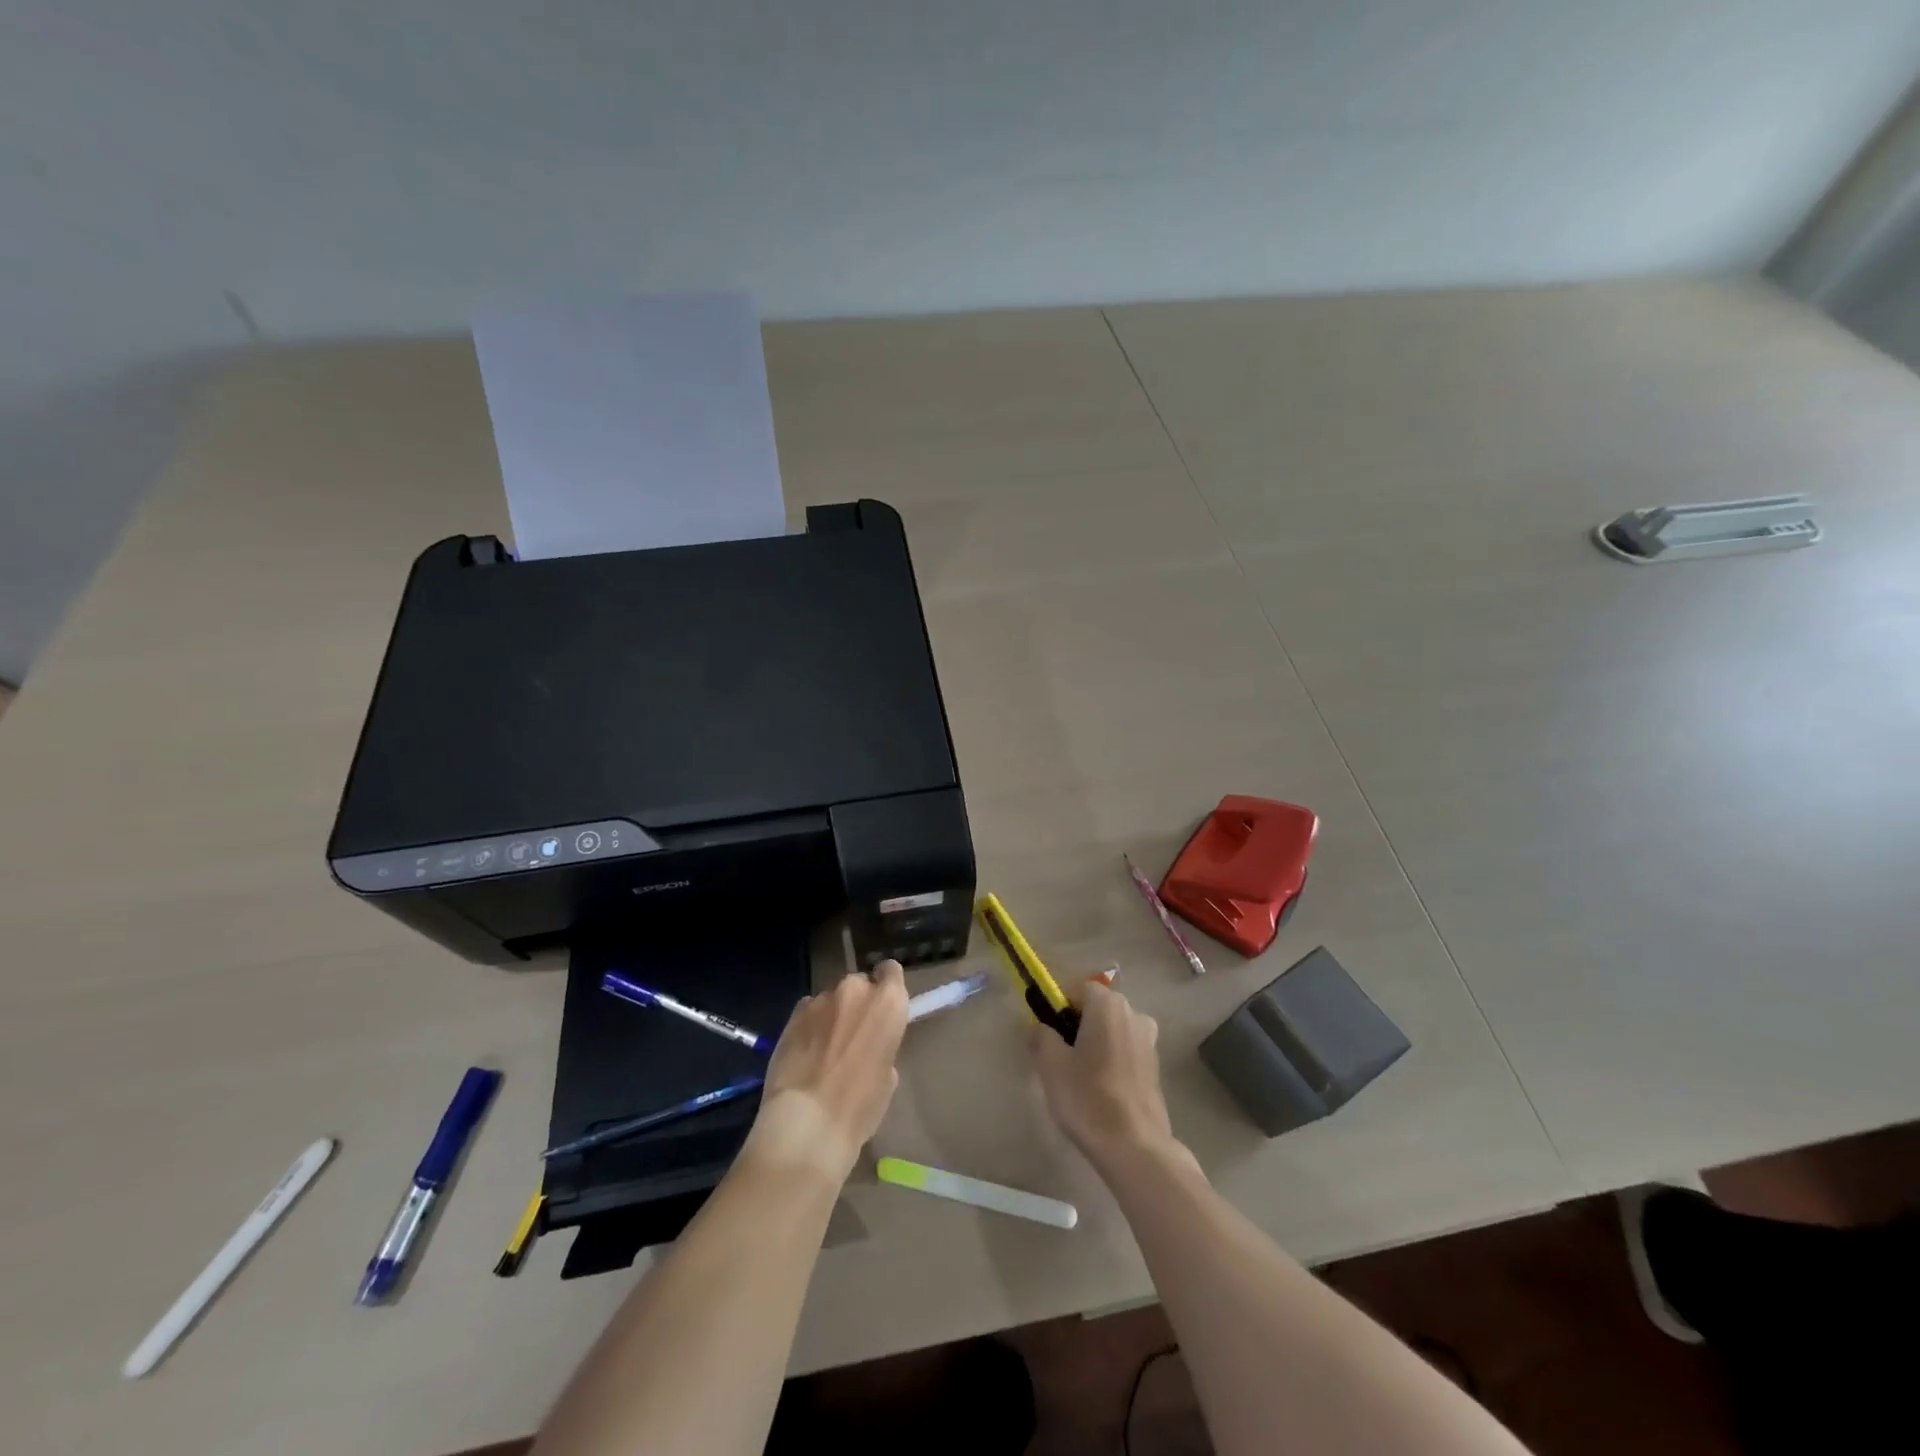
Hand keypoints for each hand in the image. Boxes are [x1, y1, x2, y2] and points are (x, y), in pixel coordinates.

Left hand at [744, 960, 908, 1184]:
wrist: (807, 1122)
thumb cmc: (859, 1107)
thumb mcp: (887, 1077)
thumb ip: (882, 1045)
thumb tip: (868, 1045)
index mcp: (888, 1003)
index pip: (891, 971)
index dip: (887, 987)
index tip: (882, 1009)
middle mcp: (855, 990)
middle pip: (859, 984)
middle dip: (857, 1004)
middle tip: (853, 1035)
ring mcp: (821, 999)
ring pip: (831, 999)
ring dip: (832, 1015)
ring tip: (824, 1048)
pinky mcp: (793, 1014)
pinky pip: (808, 1011)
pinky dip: (809, 1025)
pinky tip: (804, 1052)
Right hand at [1032, 981, 1180, 1170]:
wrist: (1135, 1147)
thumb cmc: (1088, 1097)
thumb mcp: (1052, 1065)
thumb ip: (1042, 1036)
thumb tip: (1040, 1028)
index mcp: (1108, 1005)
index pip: (1078, 988)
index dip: (1059, 1006)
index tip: (1047, 1031)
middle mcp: (1134, 1014)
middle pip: (1097, 1008)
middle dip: (1076, 1025)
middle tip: (1058, 1056)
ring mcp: (1149, 1041)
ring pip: (1112, 1030)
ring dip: (1095, 1043)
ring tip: (1078, 1076)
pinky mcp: (1155, 1067)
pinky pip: (1125, 1050)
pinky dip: (1111, 1060)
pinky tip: (1100, 1089)